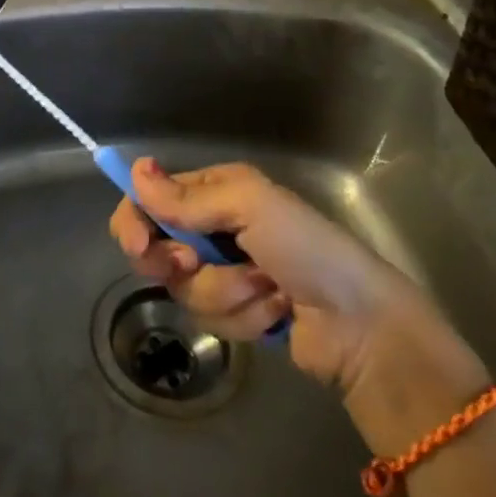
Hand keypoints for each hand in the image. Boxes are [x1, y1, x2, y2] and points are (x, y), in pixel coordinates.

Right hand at [108, 159, 466, 395]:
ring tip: (266, 289)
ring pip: (185, 289)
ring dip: (225, 293)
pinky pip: (211, 318)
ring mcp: (225, 273)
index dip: (135, 222)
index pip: (151, 201)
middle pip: (157, 249)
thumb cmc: (307, 248)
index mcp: (216, 191)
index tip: (136, 246)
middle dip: (180, 264)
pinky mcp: (237, 312)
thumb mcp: (250, 208)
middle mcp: (215, 227)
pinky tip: (277, 313)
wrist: (361, 324)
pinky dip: (244, 318)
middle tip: (196, 264)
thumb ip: (187, 198)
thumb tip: (135, 172)